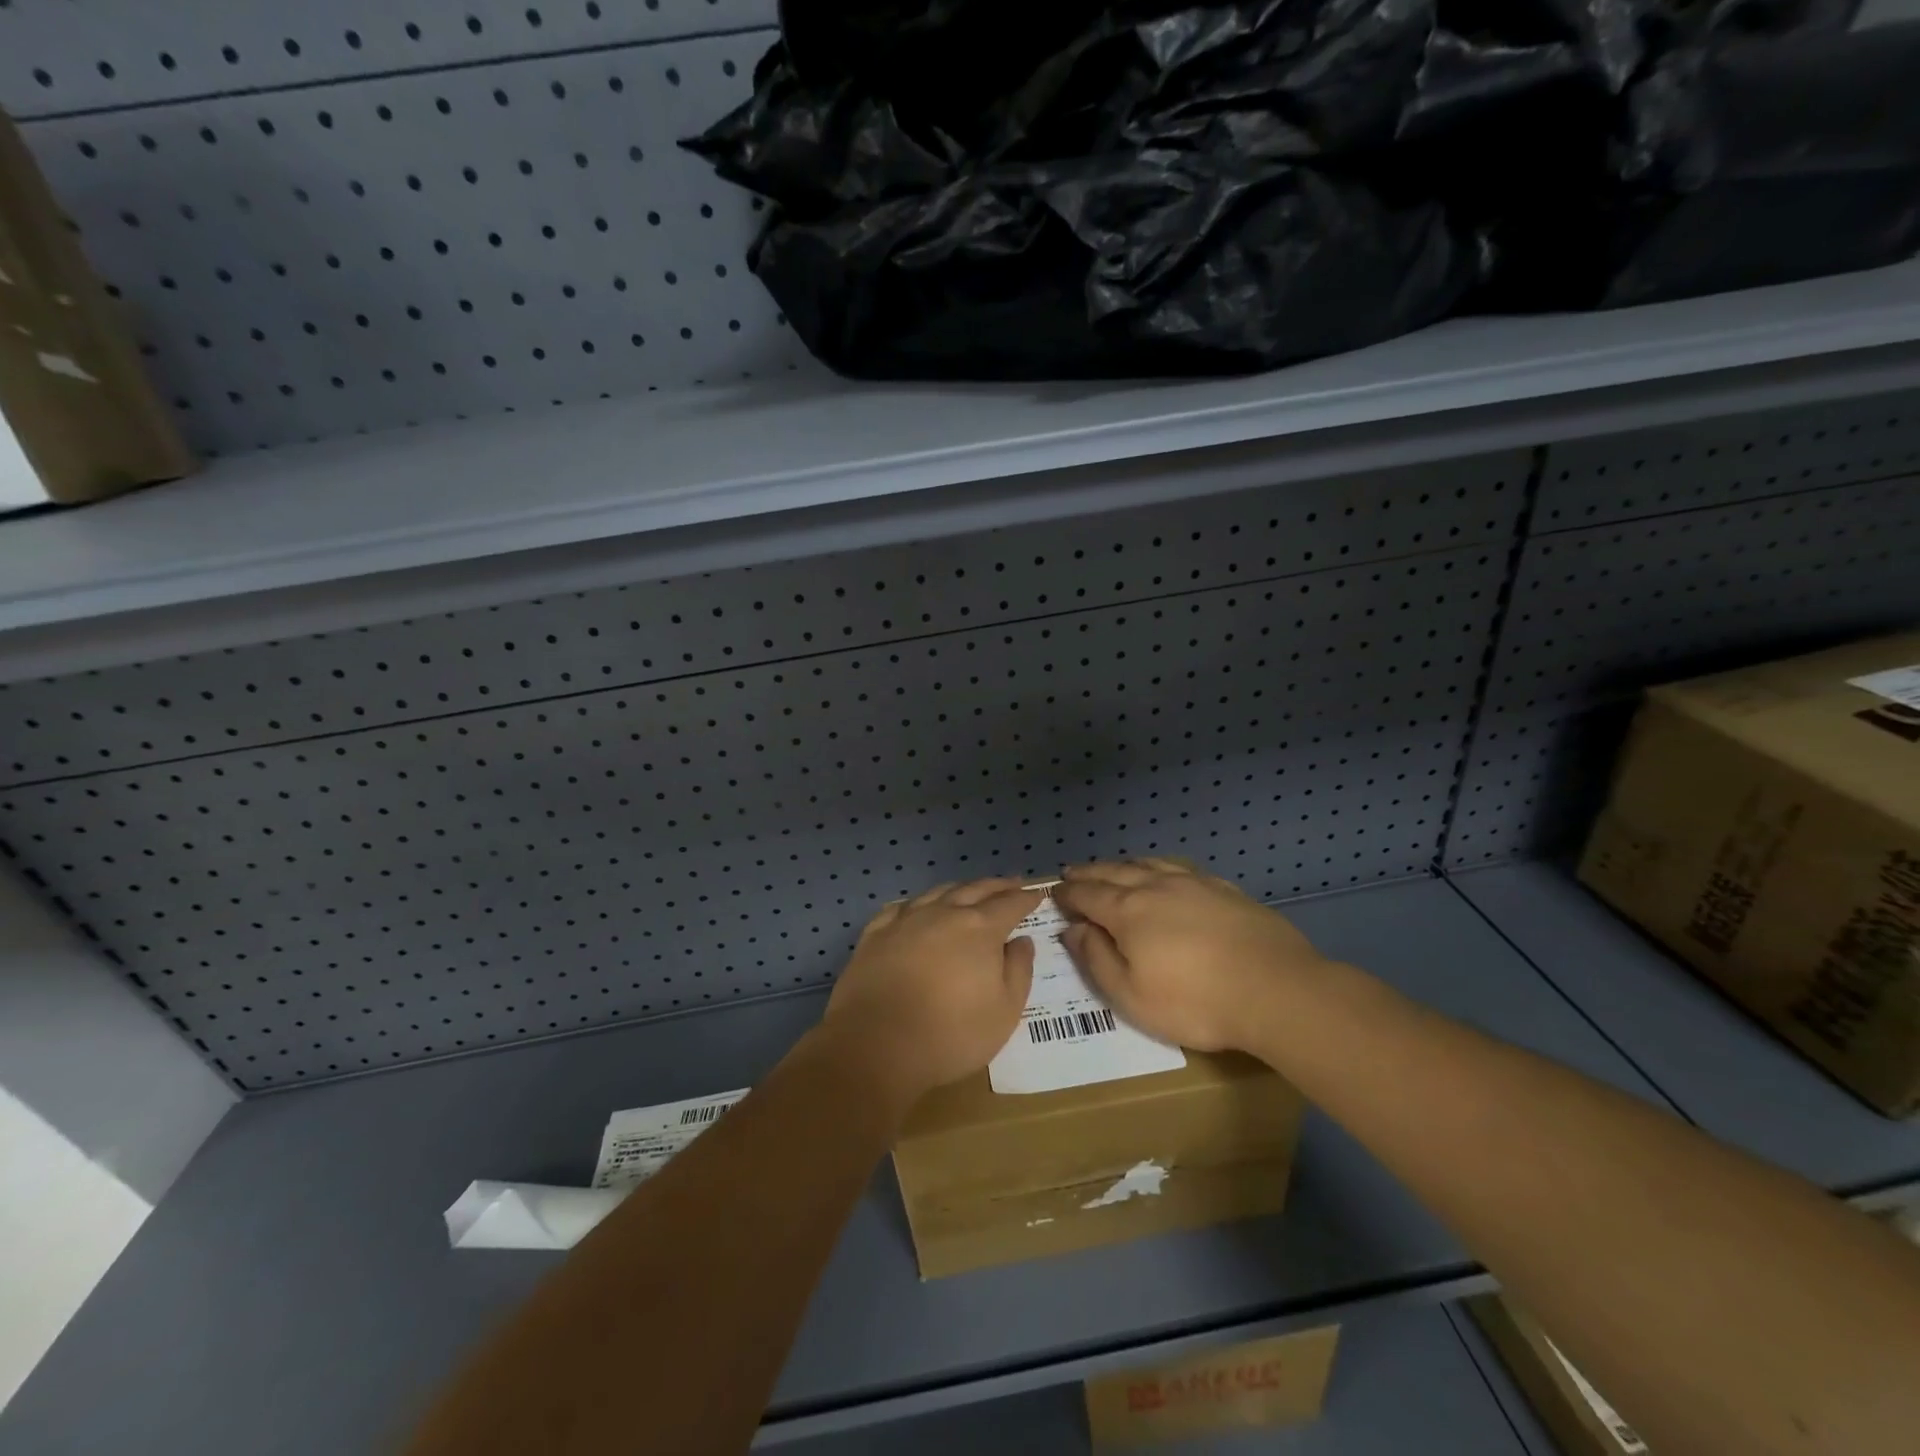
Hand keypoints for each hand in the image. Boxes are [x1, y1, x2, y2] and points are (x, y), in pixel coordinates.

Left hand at [821, 878, 1044, 1104]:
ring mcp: (906, 920)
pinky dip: (918, 903)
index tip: (1036, 894)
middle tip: (1011, 883)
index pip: (1009, 904)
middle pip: (975, 890)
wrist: (876, 1045)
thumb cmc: (951, 1034)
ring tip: (969, 891)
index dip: (1025, 898)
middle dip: (997, 886)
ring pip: (938, 892)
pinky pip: (901, 907)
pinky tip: (918, 908)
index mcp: (980, 929)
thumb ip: (1019, 970)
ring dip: (959, 889)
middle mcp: (944, 913)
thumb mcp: (1005, 1011)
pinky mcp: (876, 933)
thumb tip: (1021, 941)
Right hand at [1052, 859, 1330, 1052]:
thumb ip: (1097, 959)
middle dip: (1089, 872)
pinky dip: (1159, 865)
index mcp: (1128, 911)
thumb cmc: (1196, 1002)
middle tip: (1072, 872)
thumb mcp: (1132, 996)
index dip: (1068, 893)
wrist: (1276, 990)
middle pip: (1114, 872)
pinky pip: (1180, 867)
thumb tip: (1073, 929)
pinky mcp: (1224, 889)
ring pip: (1147, 863)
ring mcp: (1193, 883)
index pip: (1088, 894)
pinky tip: (1164, 871)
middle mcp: (1156, 886)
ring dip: (1122, 864)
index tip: (1053, 892)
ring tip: (1112, 867)